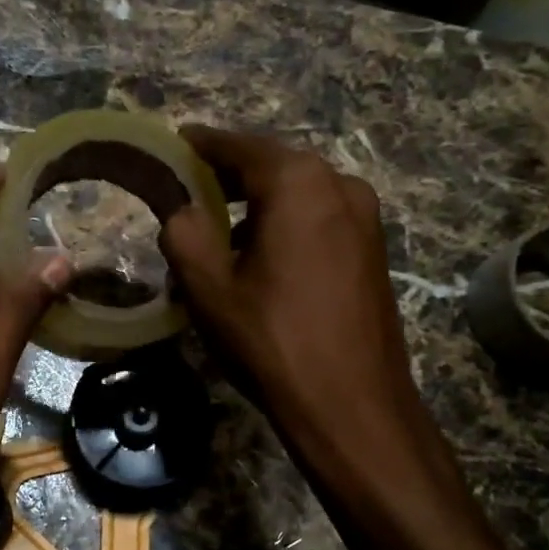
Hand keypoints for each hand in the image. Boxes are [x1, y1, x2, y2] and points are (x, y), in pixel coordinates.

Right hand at [160, 127, 437, 486]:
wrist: (353, 406)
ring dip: (257, 204)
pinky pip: (319, 219)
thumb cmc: (273, 341)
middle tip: (188, 192)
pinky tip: (262, 257)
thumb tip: (183, 211)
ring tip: (219, 232)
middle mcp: (340, 185)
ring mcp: (365, 217)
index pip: (239, 146)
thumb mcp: (209, 288)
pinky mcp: (374, 249)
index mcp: (298, 183)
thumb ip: (184, 233)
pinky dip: (286, 224)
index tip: (174, 143)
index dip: (201, 145)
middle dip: (229, 176)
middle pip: (272, 166)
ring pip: (298, 194)